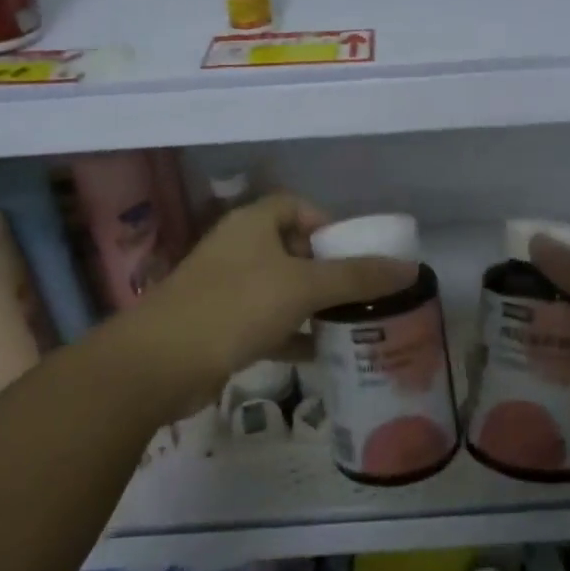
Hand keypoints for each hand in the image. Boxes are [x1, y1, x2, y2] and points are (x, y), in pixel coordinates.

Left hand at [124, 193, 416, 419]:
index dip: (327, 224)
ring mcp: (226, 288)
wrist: (160, 364)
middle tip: (360, 293)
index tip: (354, 253)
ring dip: (312, 305)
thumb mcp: (303, 287)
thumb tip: (410, 268)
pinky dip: (291, 334)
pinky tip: (319, 354)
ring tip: (350, 324)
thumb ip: (356, 277)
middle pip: (291, 248)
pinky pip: (266, 322)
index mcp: (253, 224)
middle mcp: (238, 249)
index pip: (297, 206)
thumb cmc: (235, 307)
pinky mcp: (220, 325)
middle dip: (326, 270)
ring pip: (280, 288)